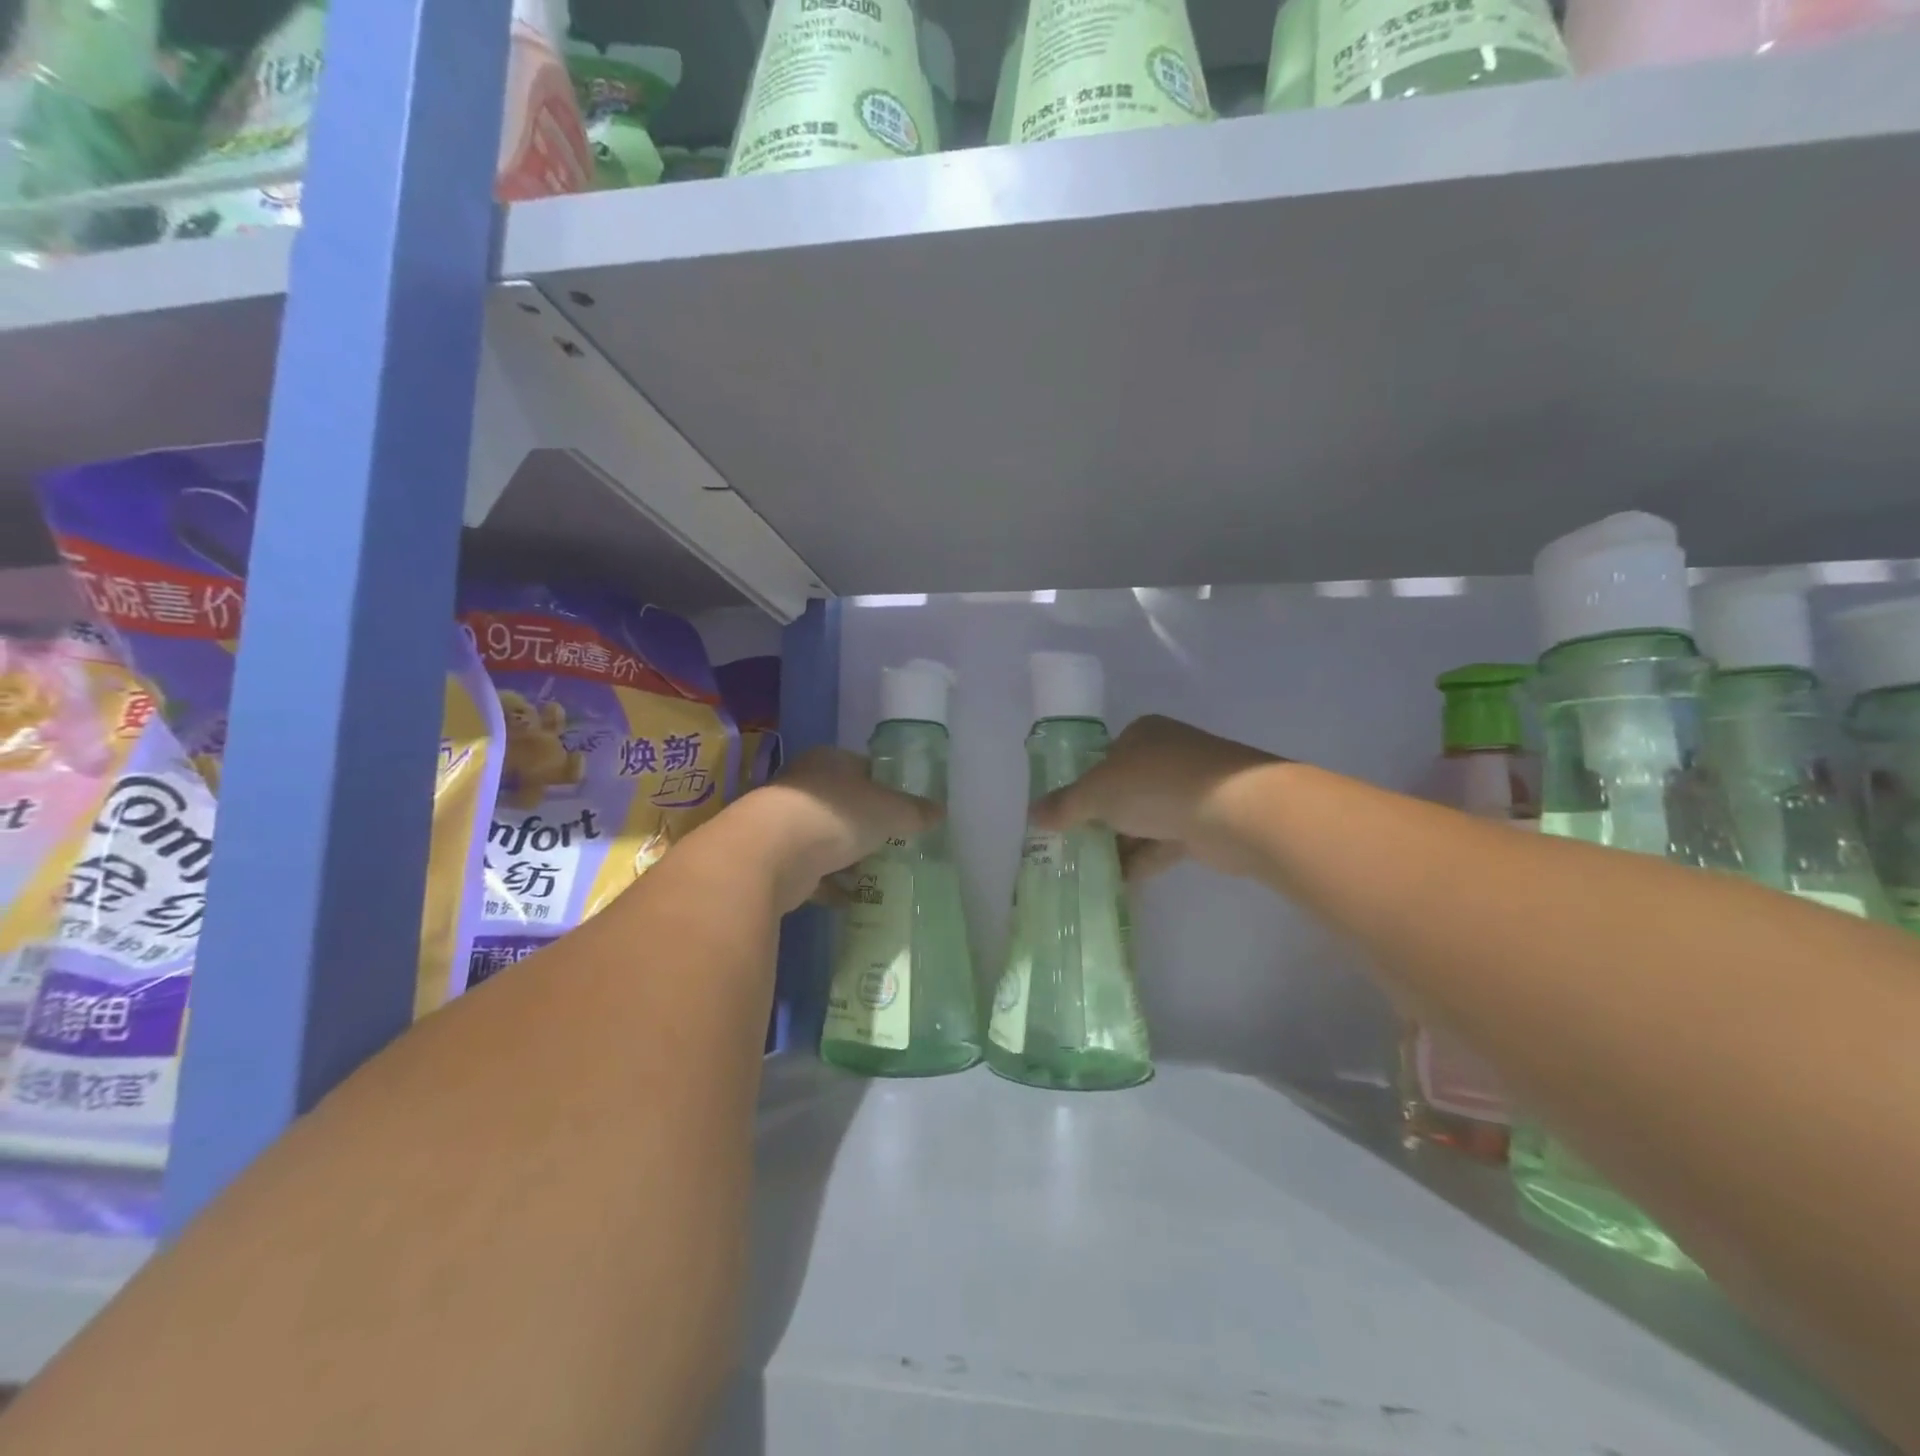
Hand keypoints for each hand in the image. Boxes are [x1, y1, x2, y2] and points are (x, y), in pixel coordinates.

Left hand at [743, 747, 942, 910]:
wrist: (771, 853)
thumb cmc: (836, 815)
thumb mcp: (889, 811)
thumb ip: (915, 812)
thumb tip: (940, 812)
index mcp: (829, 761)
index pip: (863, 768)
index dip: (886, 788)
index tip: (904, 811)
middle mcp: (804, 785)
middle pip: (844, 804)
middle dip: (866, 826)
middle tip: (894, 844)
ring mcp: (785, 822)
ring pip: (826, 838)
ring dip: (848, 856)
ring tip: (877, 874)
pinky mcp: (776, 859)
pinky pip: (811, 871)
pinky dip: (830, 884)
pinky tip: (851, 899)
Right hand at [1030, 715, 1280, 879]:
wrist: (1237, 810)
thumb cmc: (1157, 785)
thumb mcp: (1098, 792)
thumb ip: (1065, 804)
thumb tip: (1032, 814)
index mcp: (1142, 734)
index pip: (1104, 758)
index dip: (1082, 786)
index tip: (1065, 816)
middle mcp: (1167, 755)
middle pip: (1124, 789)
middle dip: (1100, 819)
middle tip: (1073, 846)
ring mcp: (1191, 789)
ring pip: (1145, 817)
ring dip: (1121, 842)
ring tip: (1089, 869)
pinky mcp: (1207, 822)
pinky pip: (1165, 841)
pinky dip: (1144, 859)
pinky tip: (1121, 880)